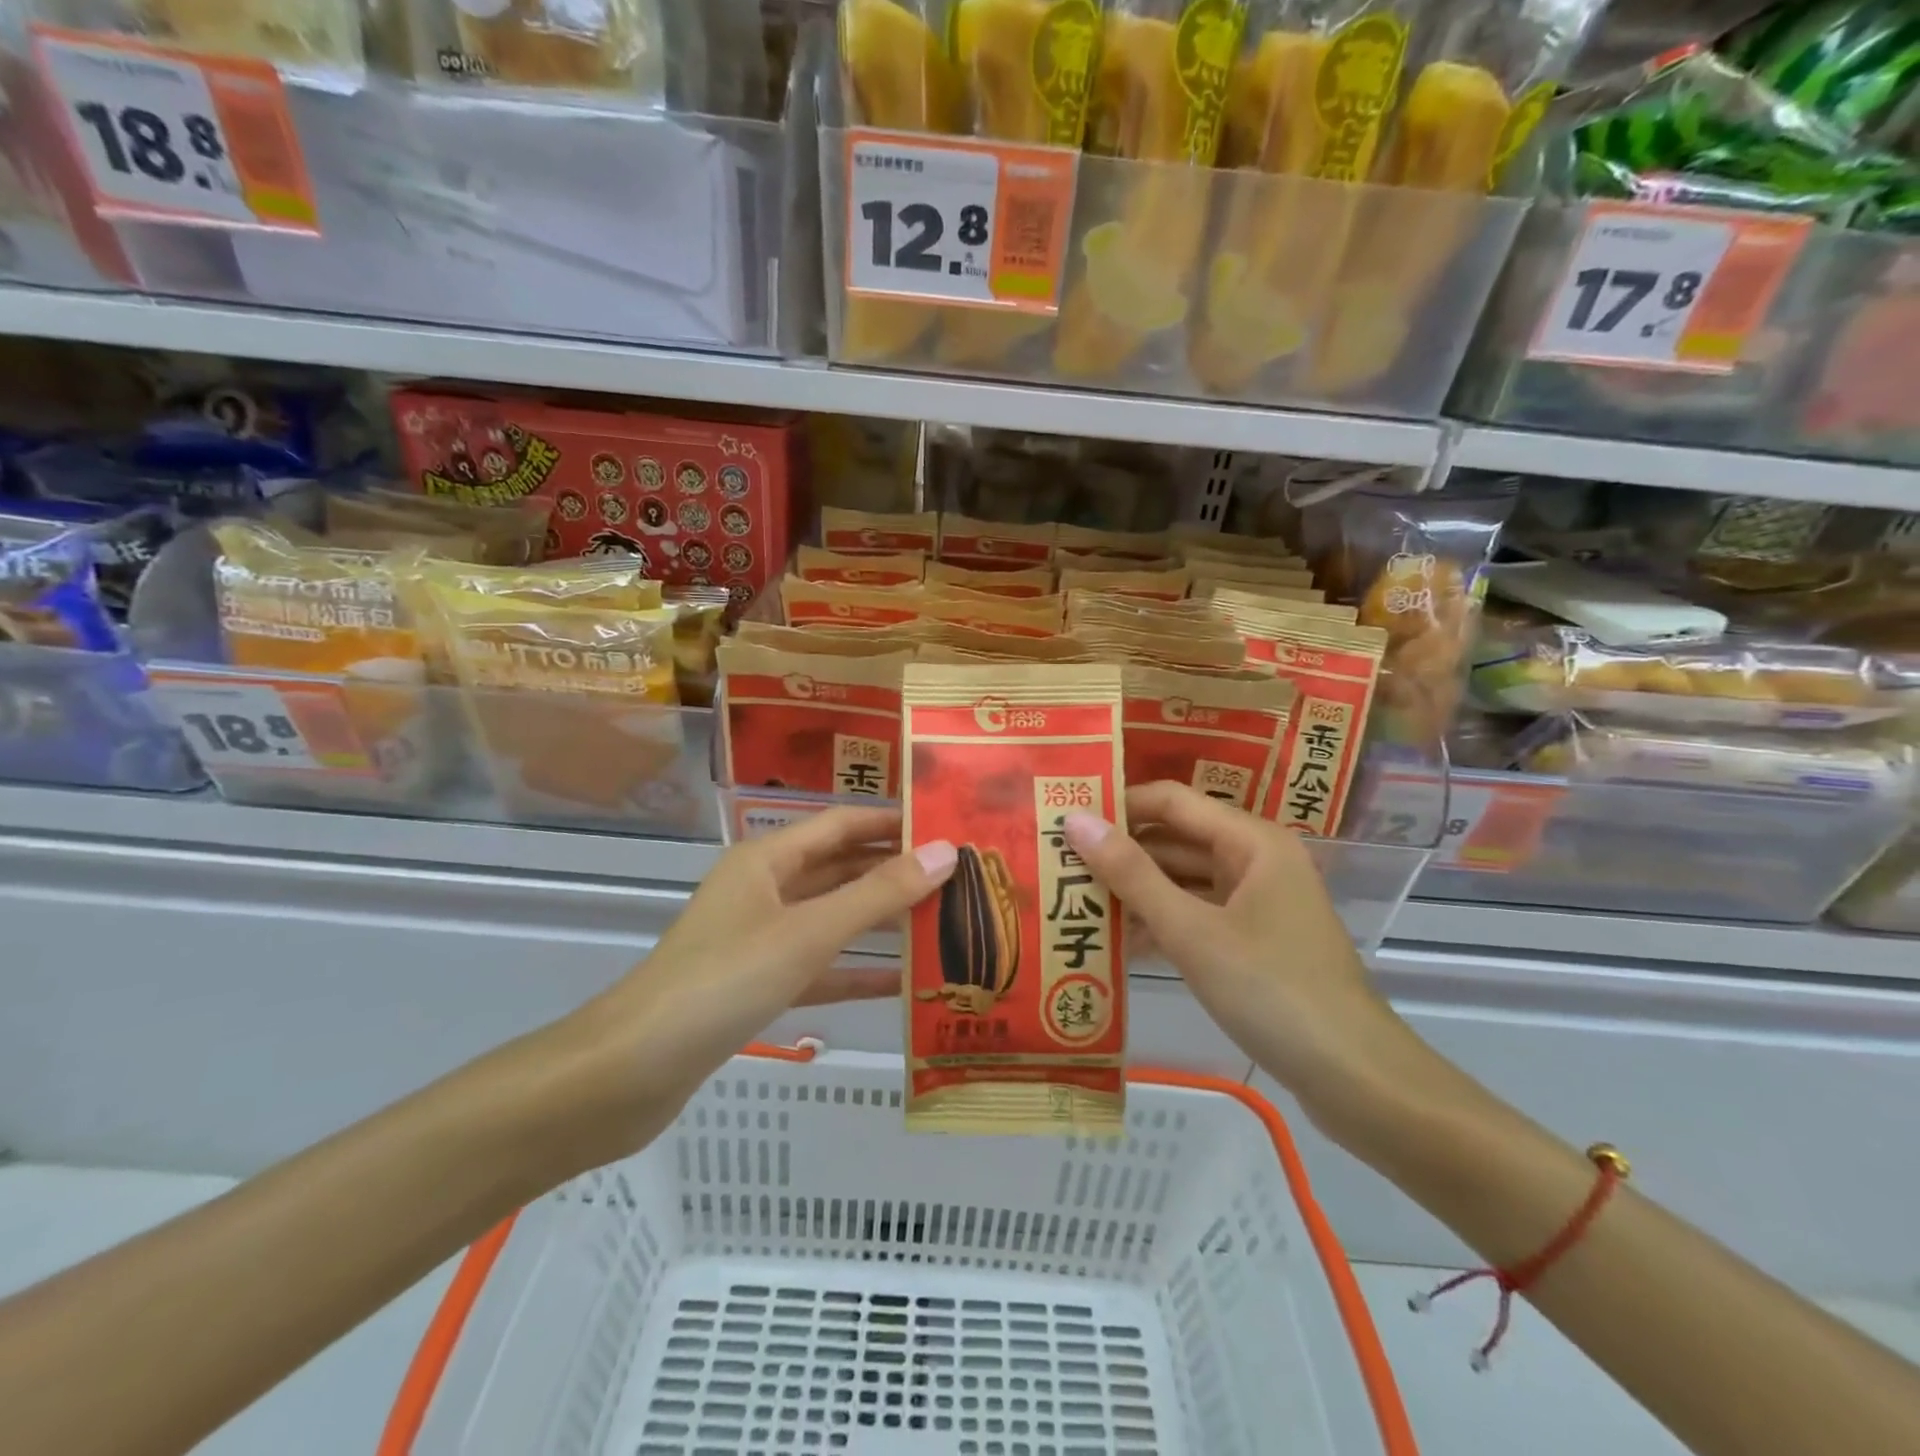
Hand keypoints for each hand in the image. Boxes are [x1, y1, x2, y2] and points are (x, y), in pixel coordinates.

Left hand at [555, 807, 956, 1163]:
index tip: (946, 824)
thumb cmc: (724, 982)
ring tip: (942, 920)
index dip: (892, 821)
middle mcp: (764, 890)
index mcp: (766, 860)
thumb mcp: (808, 932)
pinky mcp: (758, 986)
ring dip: (880, 920)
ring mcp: (759, 940)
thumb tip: (945, 852)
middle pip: (839, 869)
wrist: (631, 1072)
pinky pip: (819, 968)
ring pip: (832, 919)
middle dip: (893, 870)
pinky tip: (903, 984)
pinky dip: (855, 972)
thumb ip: (878, 894)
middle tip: (958, 876)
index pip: (841, 824)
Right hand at [1063, 782, 1424, 1125]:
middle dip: (1120, 852)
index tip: (1063, 819)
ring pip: (1184, 881)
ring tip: (1073, 900)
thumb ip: (1131, 874)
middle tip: (1057, 864)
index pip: (1170, 801)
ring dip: (1136, 891)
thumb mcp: (1191, 930)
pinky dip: (1161, 923)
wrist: (1356, 1079)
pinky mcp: (1254, 941)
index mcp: (1250, 841)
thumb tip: (1075, 820)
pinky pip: (1197, 916)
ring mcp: (1257, 903)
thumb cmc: (1272, 990)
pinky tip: (1115, 942)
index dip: (1117, 805)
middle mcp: (1255, 860)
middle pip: (1176, 840)